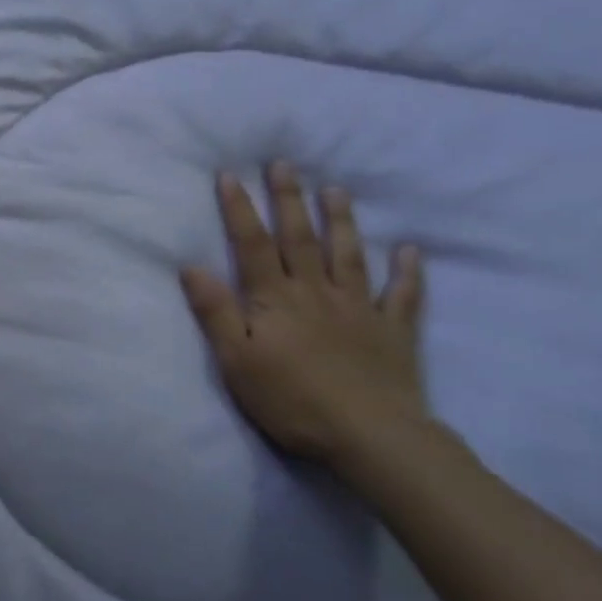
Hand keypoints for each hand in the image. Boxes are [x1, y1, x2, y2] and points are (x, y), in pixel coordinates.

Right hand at [180, 164, 427, 470]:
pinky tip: (409, 251)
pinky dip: (407, 272)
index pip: (252, 245)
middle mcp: (316, 292)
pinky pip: (402, 295)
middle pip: (300, 238)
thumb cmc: (292, 400)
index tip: (230, 175)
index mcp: (276, 299)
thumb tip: (192, 266)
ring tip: (335, 190)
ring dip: (341, 221)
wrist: (371, 436)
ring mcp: (358, 309)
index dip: (239, 209)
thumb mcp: (237, 360)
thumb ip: (216, 312)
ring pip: (348, 255)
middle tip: (285, 163)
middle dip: (289, 199)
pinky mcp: (392, 332)